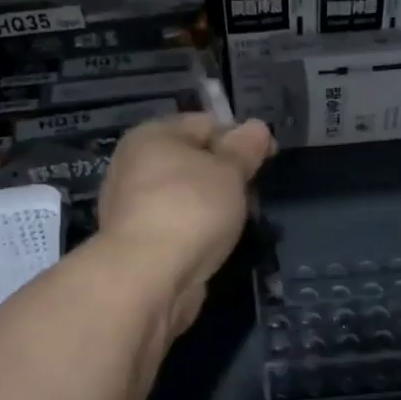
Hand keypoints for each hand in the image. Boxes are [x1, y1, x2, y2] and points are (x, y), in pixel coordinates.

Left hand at [99, 113, 274, 335]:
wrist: (148, 276)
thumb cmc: (191, 209)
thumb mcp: (229, 171)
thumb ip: (245, 148)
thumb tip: (256, 126)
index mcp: (152, 135)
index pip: (205, 123)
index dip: (240, 138)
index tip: (268, 159)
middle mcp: (134, 165)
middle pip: (192, 161)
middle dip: (226, 175)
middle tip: (253, 195)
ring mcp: (132, 206)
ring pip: (185, 196)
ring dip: (213, 206)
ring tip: (238, 223)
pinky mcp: (137, 242)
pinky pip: (177, 225)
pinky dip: (196, 231)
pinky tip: (214, 245)